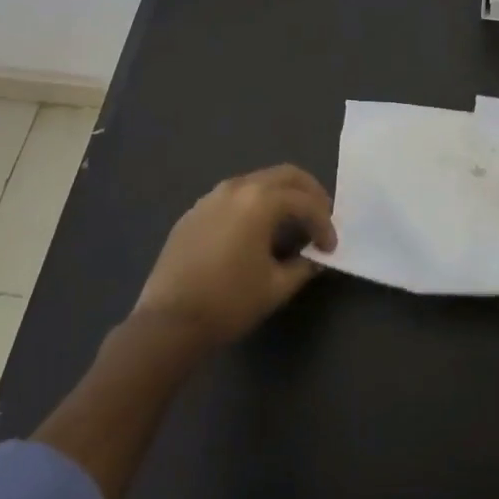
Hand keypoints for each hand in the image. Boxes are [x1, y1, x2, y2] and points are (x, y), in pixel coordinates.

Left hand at [133, 165, 336, 347]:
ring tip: (291, 221)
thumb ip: (304, 265)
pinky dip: (254, 204)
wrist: (168, 322)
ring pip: (258, 181)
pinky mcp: (195, 212)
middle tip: (321, 216)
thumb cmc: (229, 302)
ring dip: (281, 195)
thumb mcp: (276, 287)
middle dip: (309, 193)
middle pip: (285, 175)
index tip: (330, 248)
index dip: (324, 224)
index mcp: (261, 201)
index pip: (305, 202)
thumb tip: (315, 256)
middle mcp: (237, 187)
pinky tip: (255, 230)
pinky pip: (234, 196)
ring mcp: (212, 197)